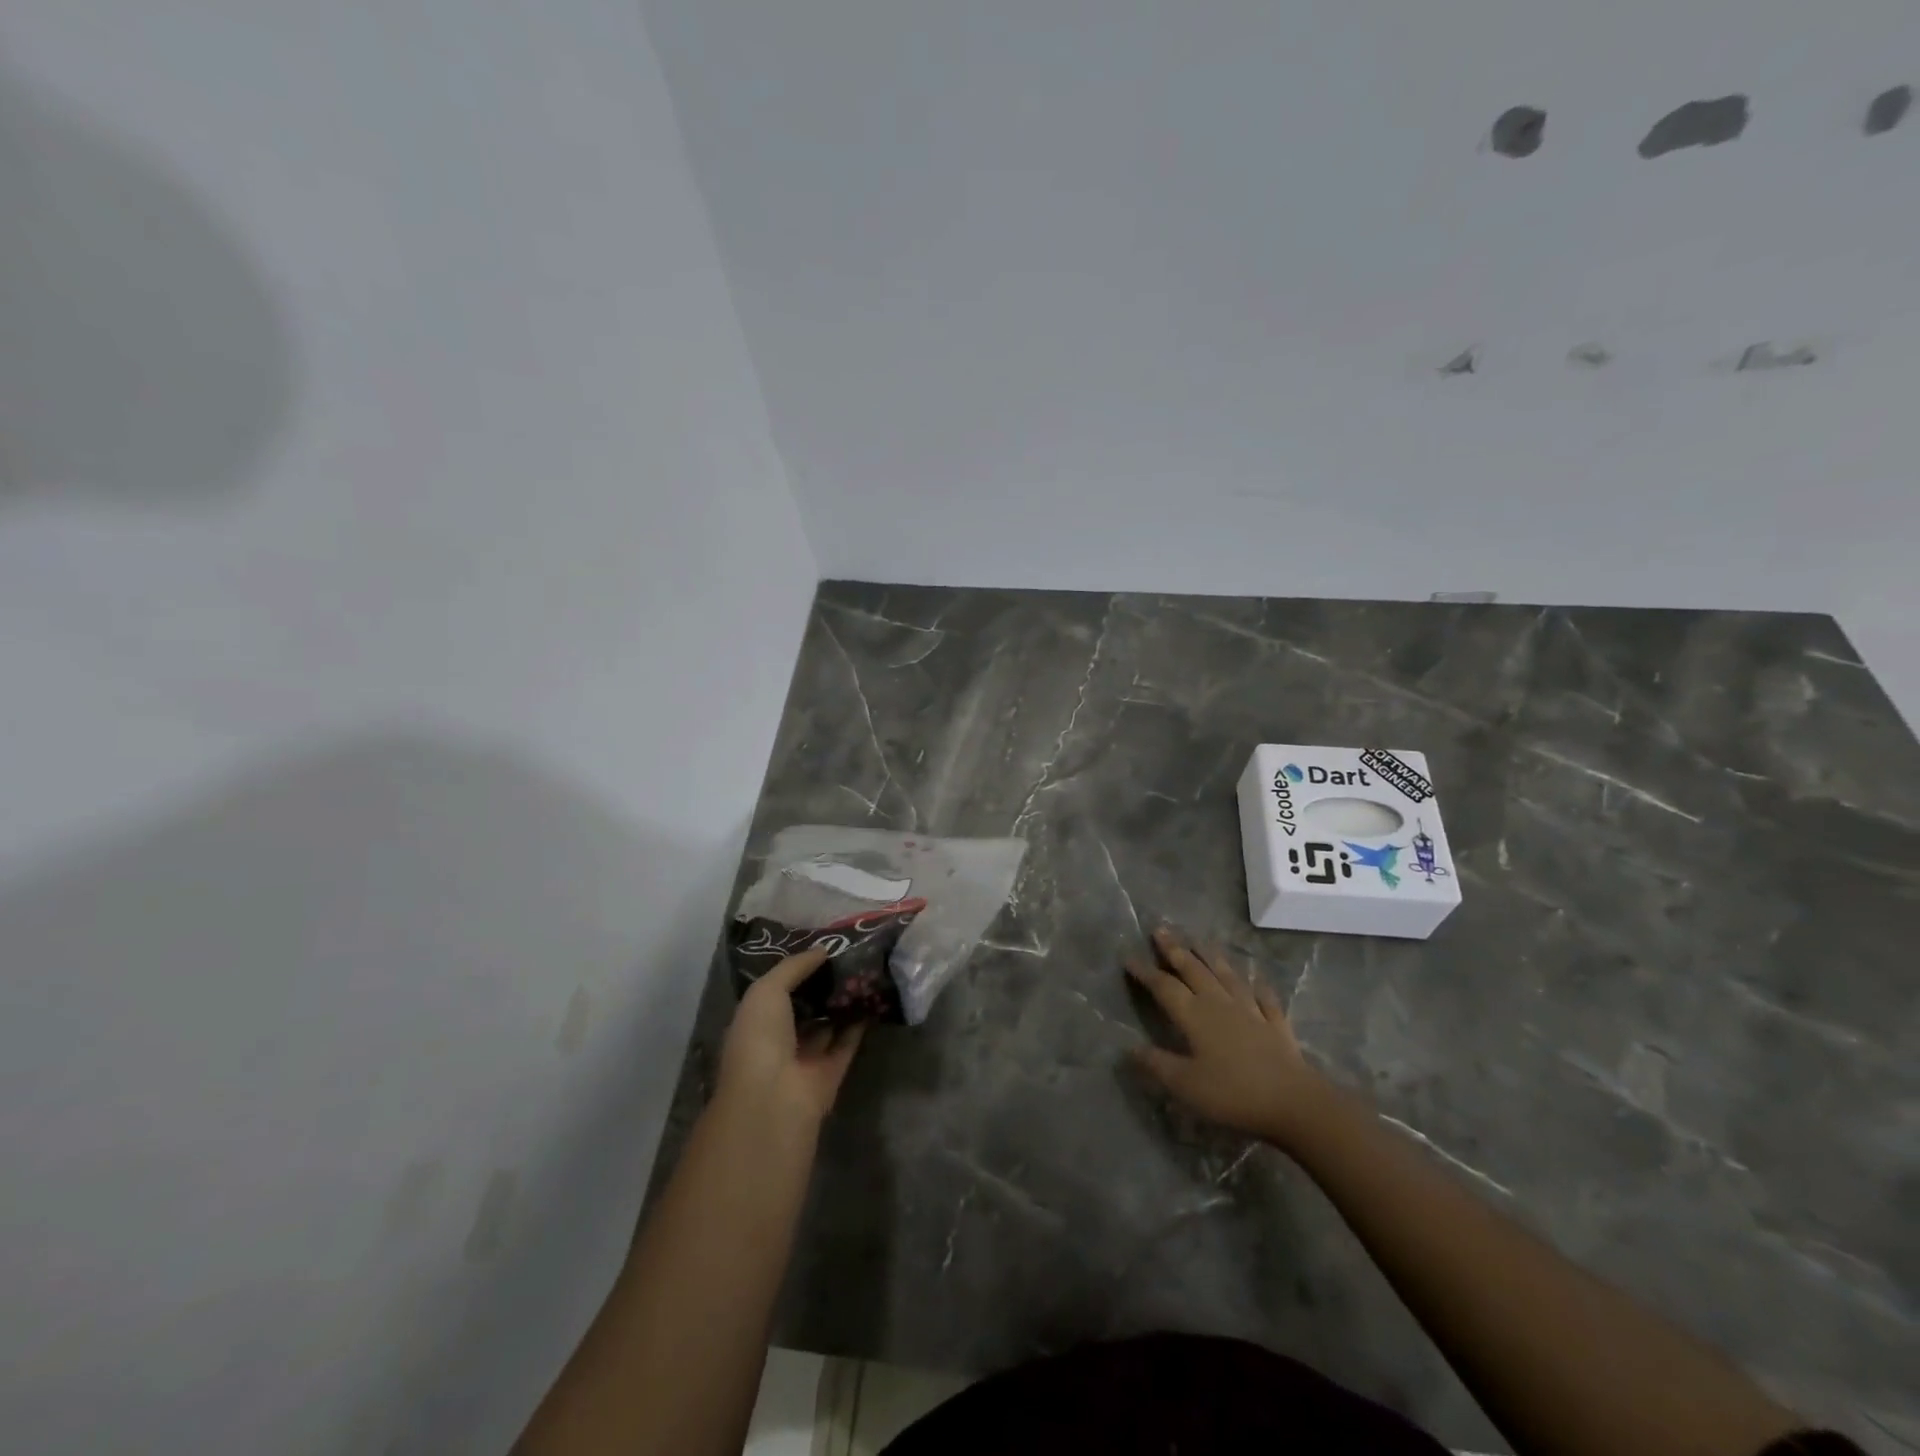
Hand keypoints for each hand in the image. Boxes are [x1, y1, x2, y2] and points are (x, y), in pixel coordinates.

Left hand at [717, 947, 867, 1128]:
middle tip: (848, 954)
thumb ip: (794, 967)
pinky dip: (859, 1023)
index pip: (776, 991)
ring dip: (842, 1002)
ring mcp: (805, 1058)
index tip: (821, 947)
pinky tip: (873, 997)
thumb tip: (822, 950)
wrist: (775, 1098)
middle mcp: (778, 1040)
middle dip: (822, 984)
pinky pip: (847, 1042)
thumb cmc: (760, 1038)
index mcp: (755, 1021)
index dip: (796, 970)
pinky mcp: (831, 1072)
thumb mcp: (767, 991)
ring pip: (827, 1024)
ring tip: (864, 969)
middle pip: (804, 1007)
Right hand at [1127, 927, 1331, 1150]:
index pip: (1164, 986)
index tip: (1128, 956)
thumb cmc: (1233, 1093)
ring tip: (1200, 940)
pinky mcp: (1275, 1024)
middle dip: (1175, 950)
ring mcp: (1250, 1010)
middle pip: (1194, 970)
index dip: (1145, 971)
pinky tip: (1257, 979)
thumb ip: (1157, 1064)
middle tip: (1161, 930)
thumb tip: (1128, 1048)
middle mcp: (1219, 1003)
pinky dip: (1258, 986)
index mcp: (1194, 1015)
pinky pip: (1264, 998)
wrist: (1294, 1102)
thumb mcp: (1186, 1085)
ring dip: (1211, 956)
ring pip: (1227, 975)